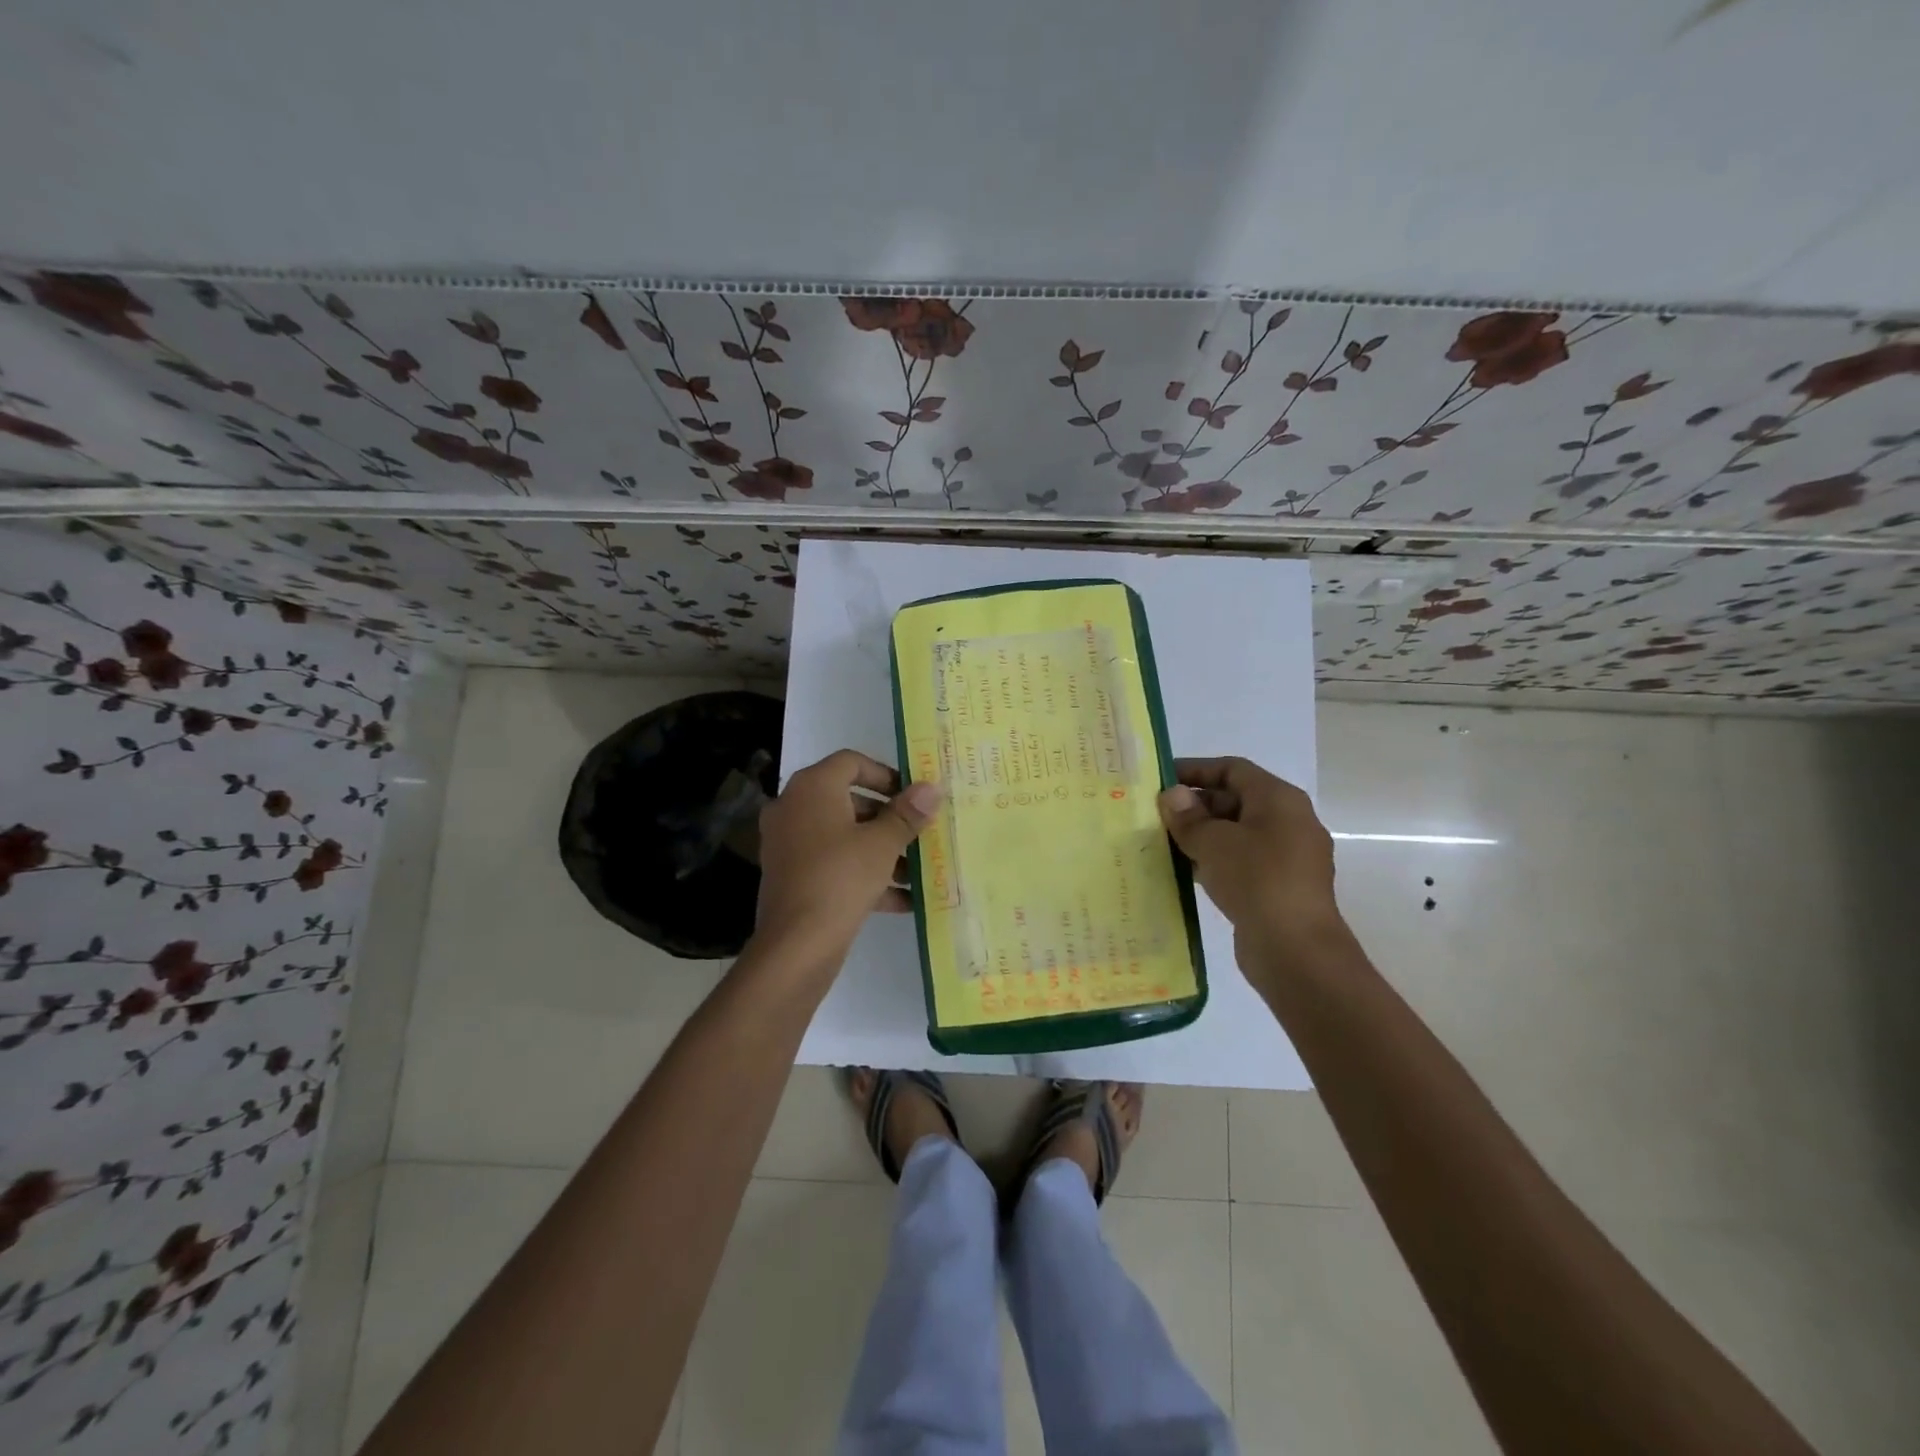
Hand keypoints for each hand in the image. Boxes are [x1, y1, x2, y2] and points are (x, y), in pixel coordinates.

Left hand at [754, 750, 941, 973]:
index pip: (851, 762)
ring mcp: (789, 844)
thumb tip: (931, 788)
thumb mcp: (882, 844)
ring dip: (880, 850)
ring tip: (917, 870)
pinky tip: (902, 899)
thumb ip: (907, 814)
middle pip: (849, 800)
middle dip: (888, 818)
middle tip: (920, 832)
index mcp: (812, 788)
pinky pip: (833, 865)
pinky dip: (864, 875)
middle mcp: (794, 808)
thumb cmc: (840, 878)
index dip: (886, 774)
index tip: (913, 796)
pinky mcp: (792, 877)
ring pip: (843, 836)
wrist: (795, 946)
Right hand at [1157, 756, 1348, 973]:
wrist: (1295, 949)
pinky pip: (1243, 862)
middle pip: (1236, 800)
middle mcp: (1289, 822)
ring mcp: (1288, 857)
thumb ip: (1188, 816)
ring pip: (1237, 834)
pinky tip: (1186, 871)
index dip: (1195, 770)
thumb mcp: (1213, 841)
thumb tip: (1173, 796)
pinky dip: (1215, 860)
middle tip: (1156, 815)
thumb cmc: (1256, 879)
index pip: (1233, 769)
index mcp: (1279, 799)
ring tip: (1163, 842)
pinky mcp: (1280, 887)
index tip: (1161, 779)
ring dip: (1202, 835)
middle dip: (1196, 805)